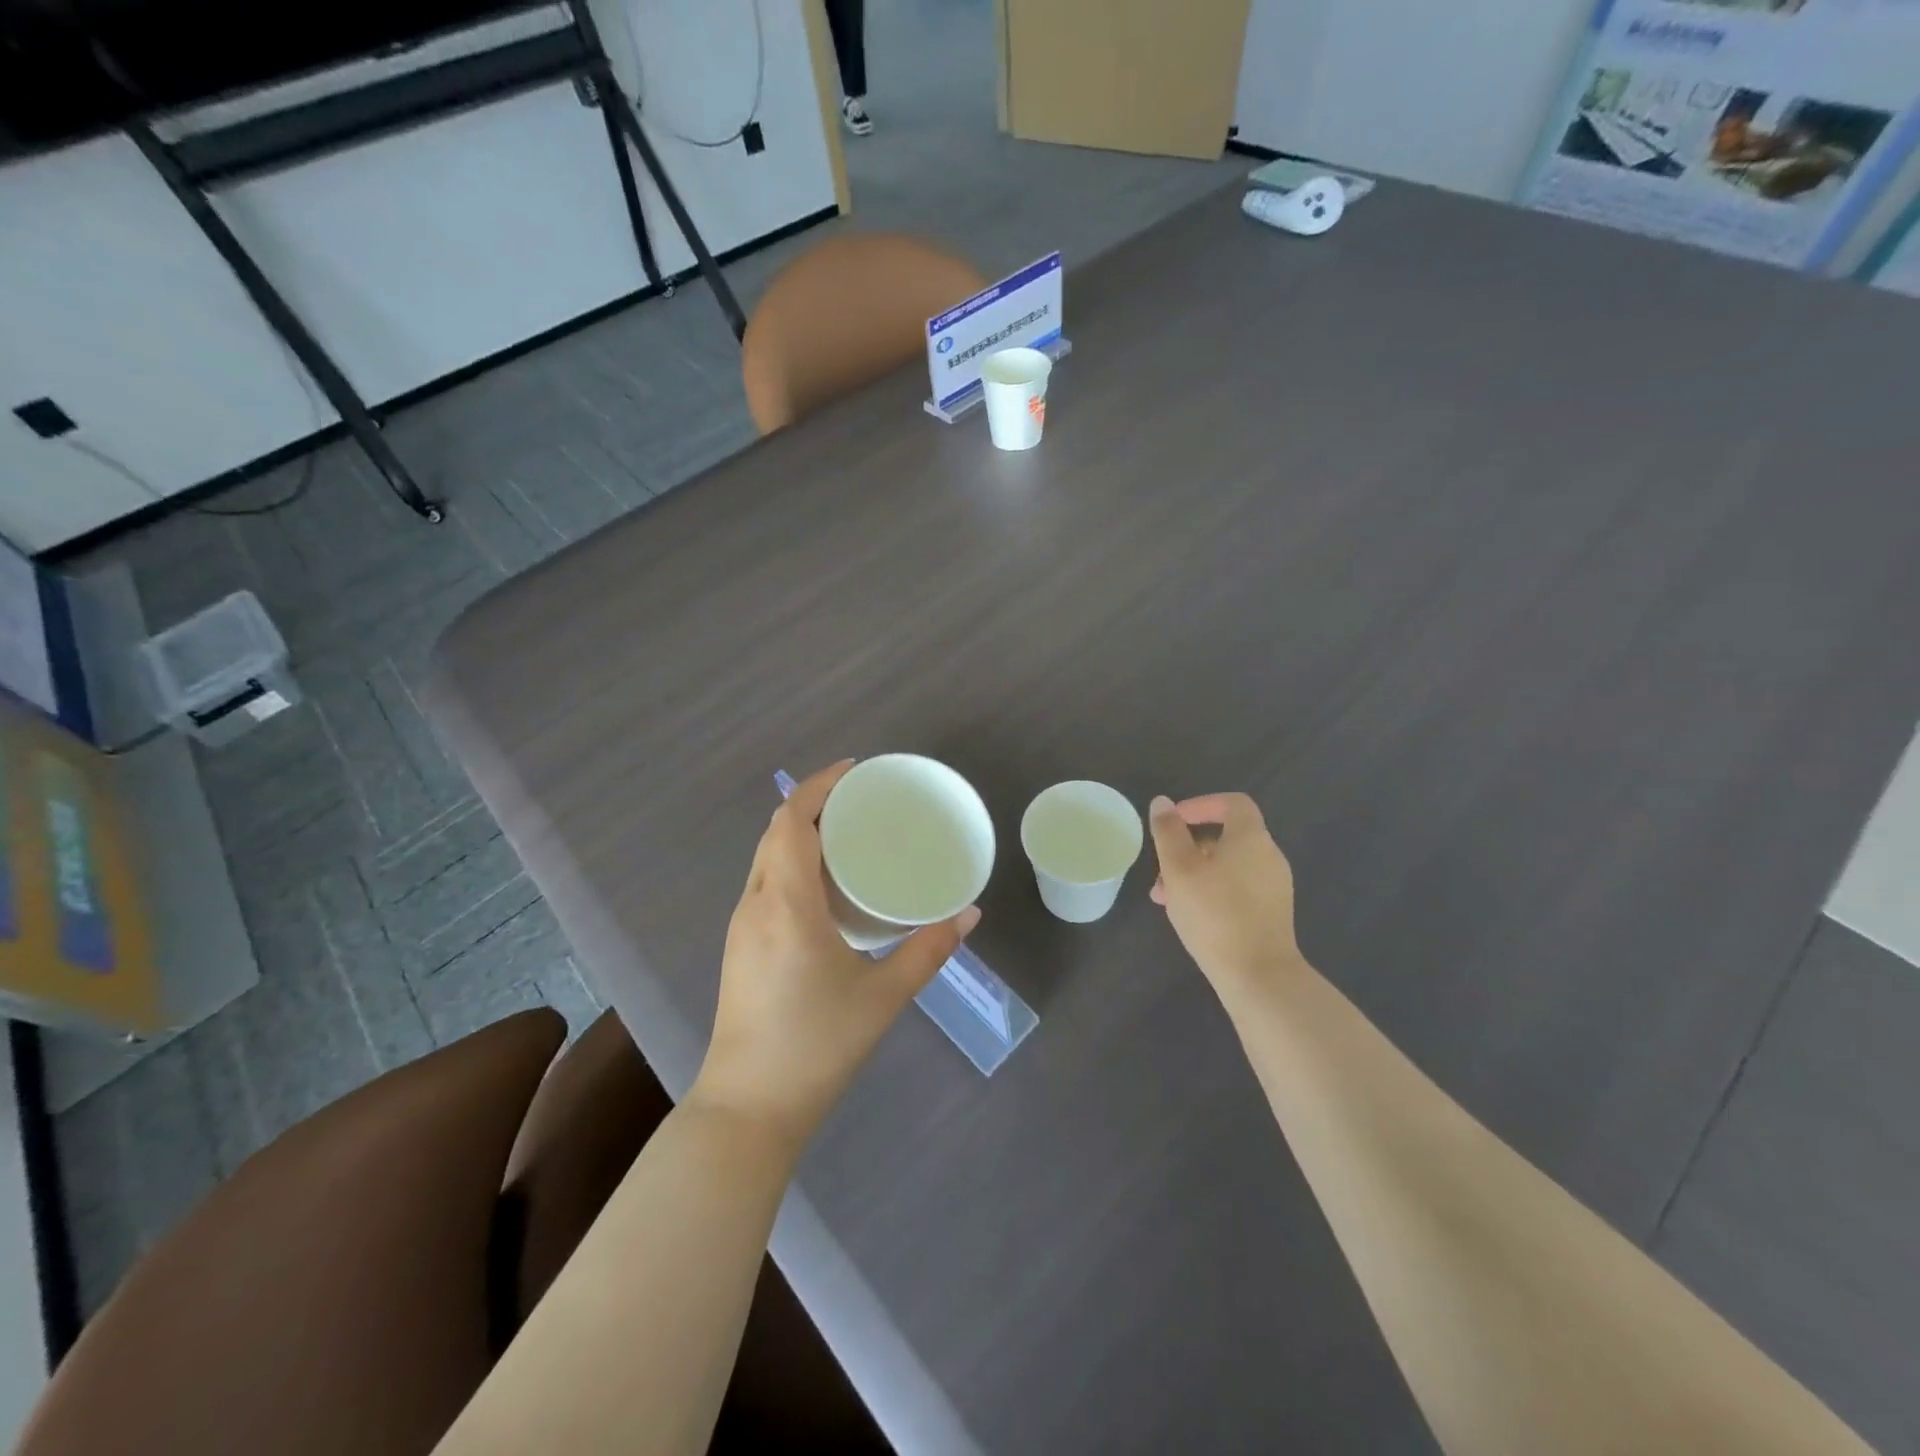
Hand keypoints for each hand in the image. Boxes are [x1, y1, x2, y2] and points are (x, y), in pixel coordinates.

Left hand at [691, 761, 980, 1145]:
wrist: (748, 1109)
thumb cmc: (817, 1046)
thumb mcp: (883, 996)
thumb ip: (928, 950)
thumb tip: (969, 914)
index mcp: (786, 904)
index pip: (791, 822)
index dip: (817, 787)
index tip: (853, 771)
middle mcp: (755, 904)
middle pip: (775, 832)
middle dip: (812, 803)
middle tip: (859, 800)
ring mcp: (741, 926)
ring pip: (765, 857)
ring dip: (798, 832)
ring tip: (845, 833)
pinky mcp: (739, 948)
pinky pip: (763, 882)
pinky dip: (789, 861)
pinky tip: (821, 883)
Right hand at [1148, 793, 1300, 998]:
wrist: (1258, 975)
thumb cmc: (1214, 913)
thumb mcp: (1179, 868)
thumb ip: (1168, 832)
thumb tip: (1163, 803)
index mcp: (1251, 838)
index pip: (1232, 803)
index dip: (1202, 804)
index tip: (1174, 820)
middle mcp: (1269, 856)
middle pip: (1226, 837)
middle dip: (1188, 847)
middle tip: (1161, 869)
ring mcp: (1274, 887)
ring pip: (1228, 866)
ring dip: (1195, 873)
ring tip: (1166, 898)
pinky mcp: (1272, 913)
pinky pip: (1237, 888)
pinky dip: (1212, 891)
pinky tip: (1190, 916)